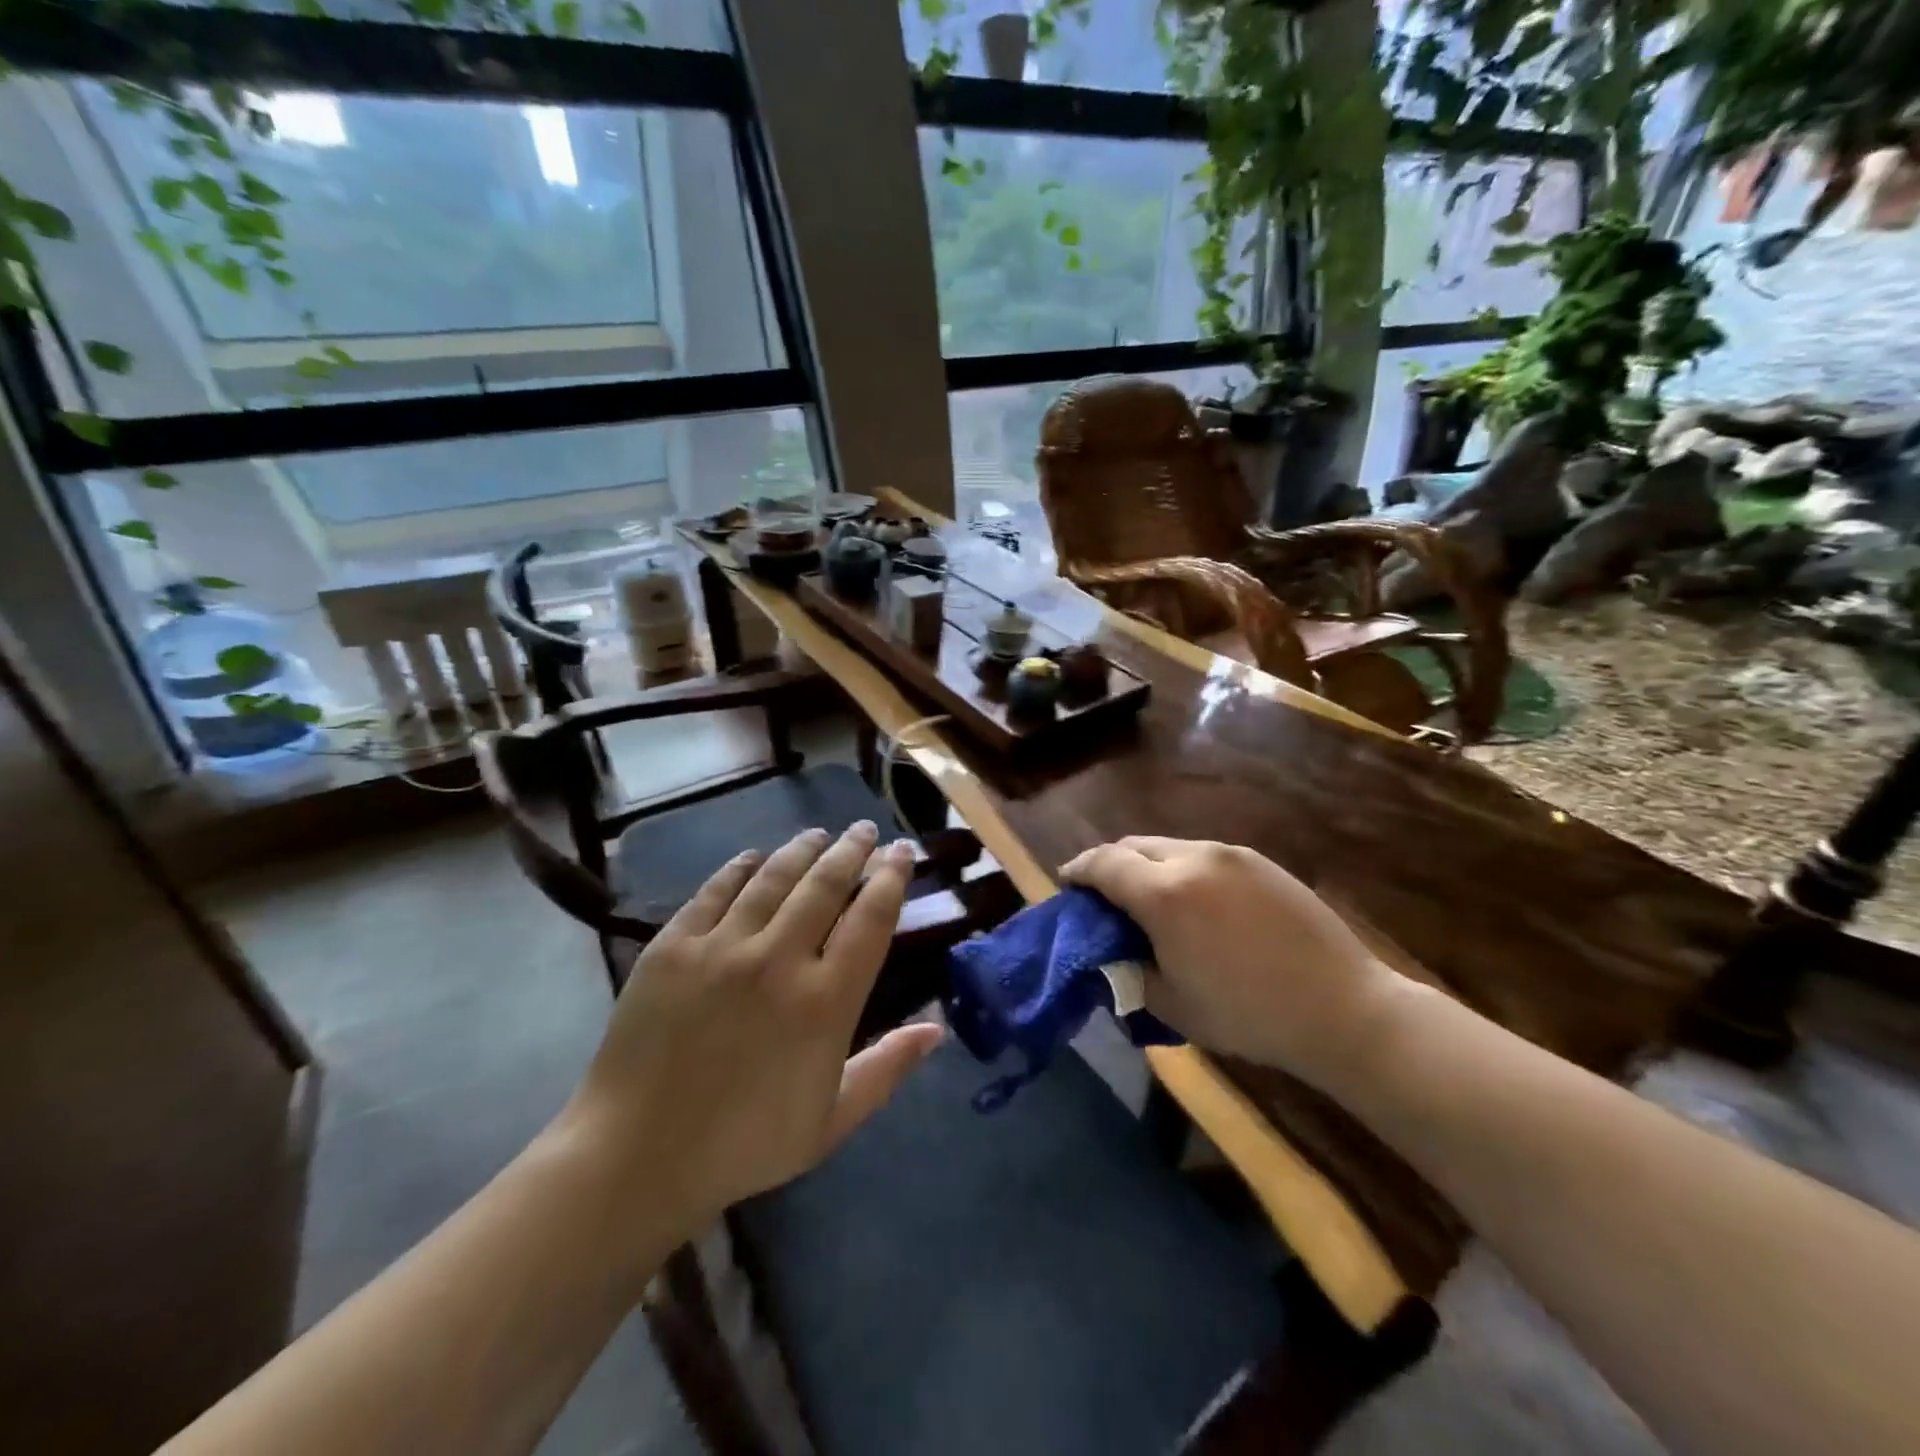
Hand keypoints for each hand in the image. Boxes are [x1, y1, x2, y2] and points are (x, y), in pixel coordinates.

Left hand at [556, 823, 942, 1241]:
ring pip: (773, 877)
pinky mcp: (673, 945)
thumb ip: (888, 1068)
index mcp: (825, 1001)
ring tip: (819, 834)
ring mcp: (721, 947)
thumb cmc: (745, 1145)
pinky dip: (740, 868)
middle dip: (852, 849)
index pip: (871, 917)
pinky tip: (754, 857)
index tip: (902, 852)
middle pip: (826, 884)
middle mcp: (779, 960)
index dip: (892, 877)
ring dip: (802, 849)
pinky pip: (715, 890)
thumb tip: (937, 1028)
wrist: (635, 1158)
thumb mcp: (832, 1120)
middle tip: (864, 830)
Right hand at [1061, 837, 1398, 1088]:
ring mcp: (1231, 855)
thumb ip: (1128, 972)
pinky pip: (1204, 856)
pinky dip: (1182, 869)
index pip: (1103, 864)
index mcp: (1165, 894)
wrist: (1344, 1009)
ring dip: (1147, 865)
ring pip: (1169, 847)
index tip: (1066, 884)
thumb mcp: (1171, 1005)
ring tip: (1148, 899)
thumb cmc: (1249, 1015)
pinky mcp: (1261, 862)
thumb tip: (1110, 954)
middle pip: (1133, 845)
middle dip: (1109, 864)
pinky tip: (1195, 902)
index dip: (1077, 870)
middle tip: (1103, 895)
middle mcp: (1194, 858)